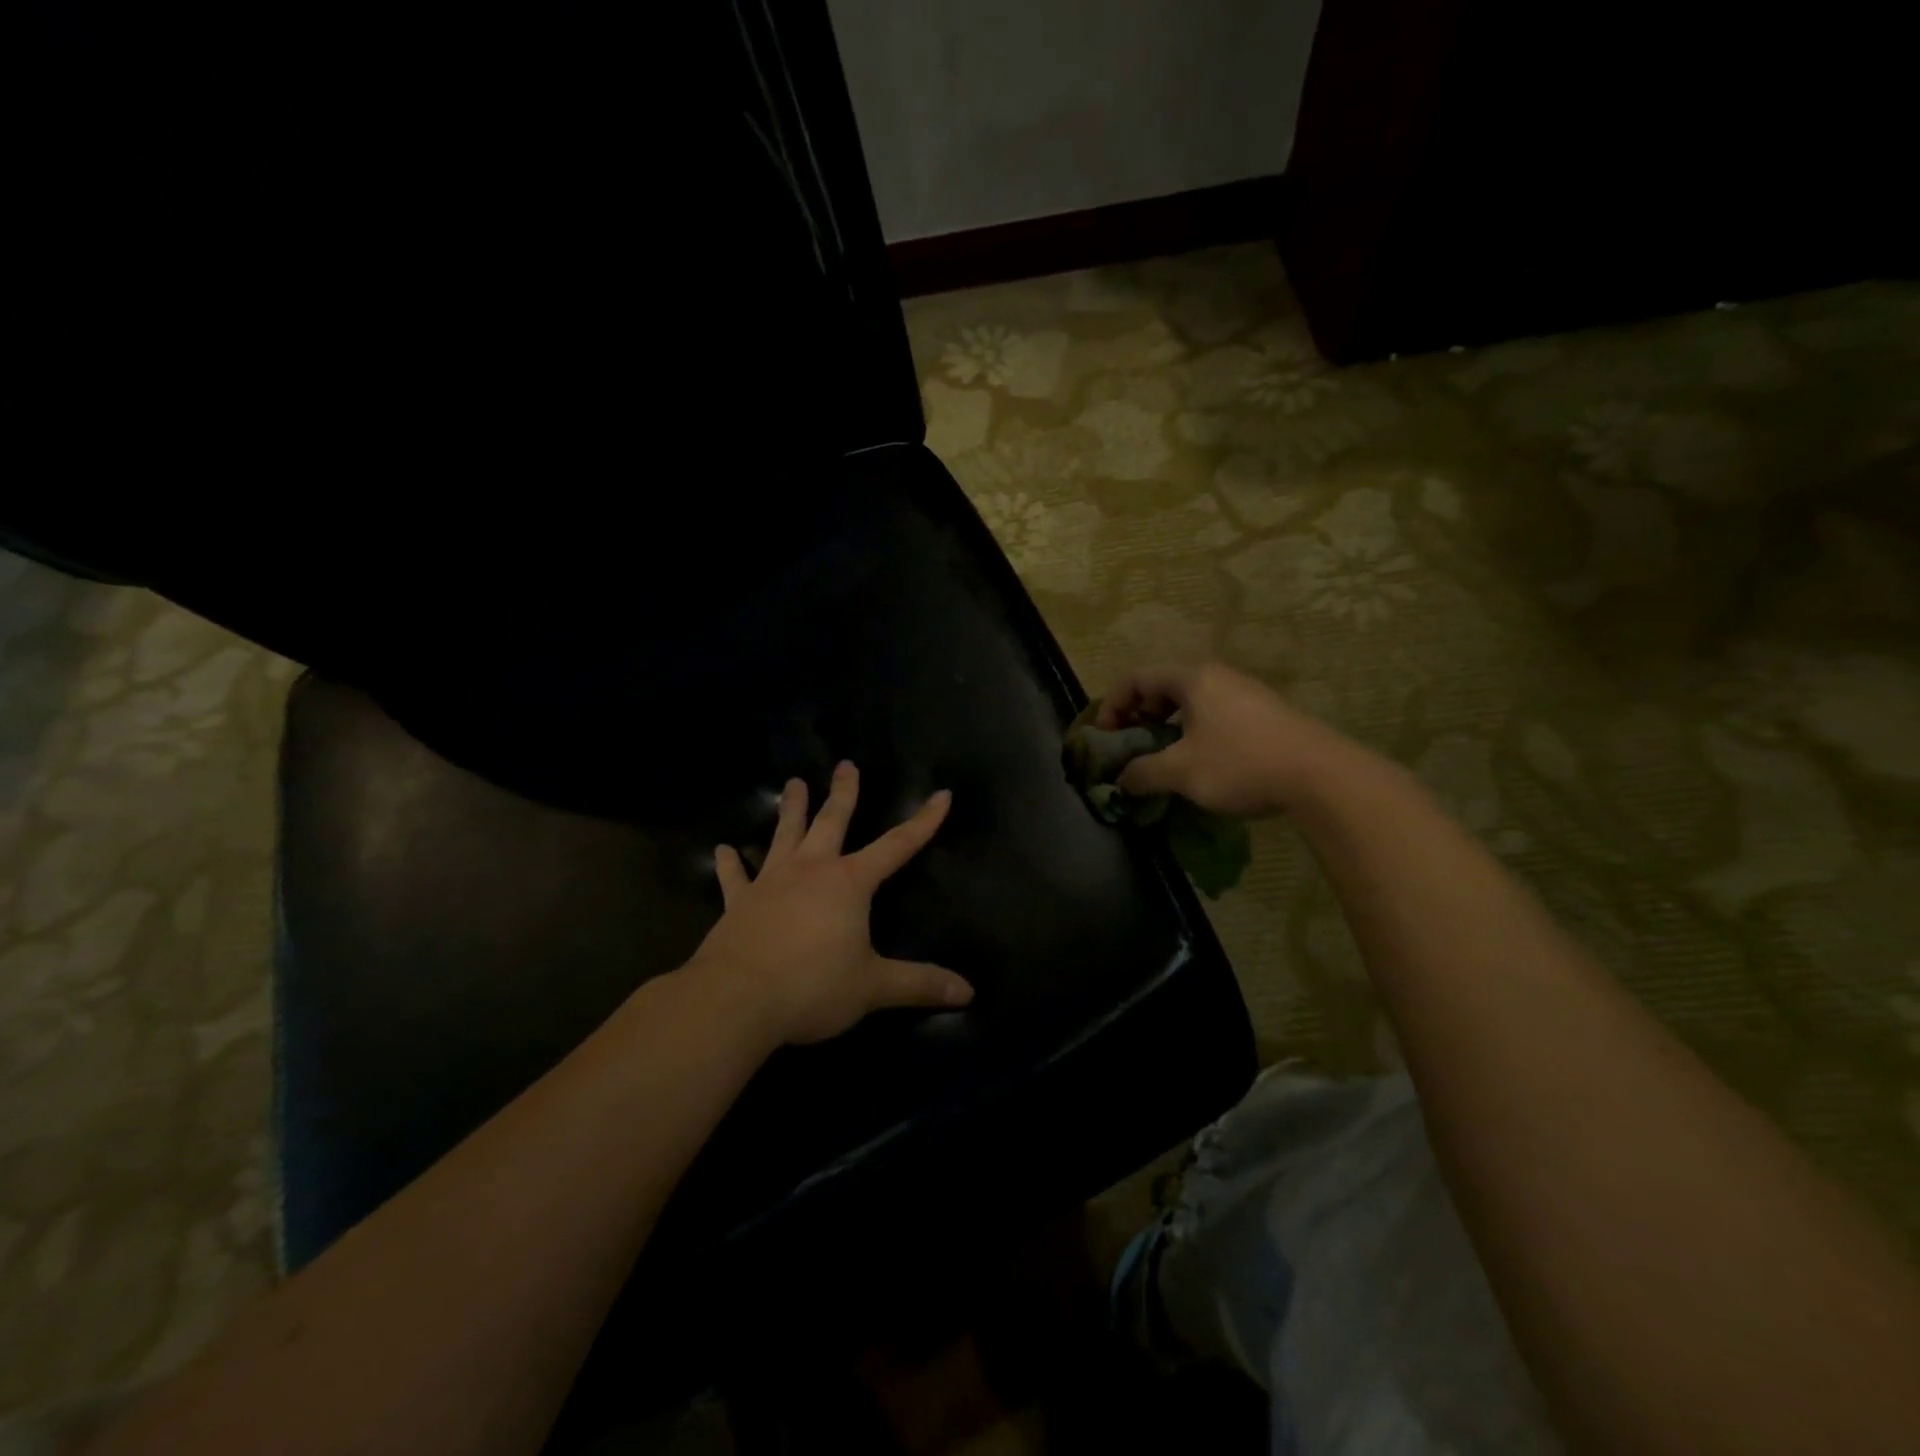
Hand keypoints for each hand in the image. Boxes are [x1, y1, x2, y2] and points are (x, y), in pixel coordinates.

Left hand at [689, 761, 973, 1045]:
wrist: (737, 1000)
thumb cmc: (812, 987)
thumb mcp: (873, 987)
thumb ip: (919, 985)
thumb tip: (968, 992)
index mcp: (849, 883)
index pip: (897, 845)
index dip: (923, 821)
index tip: (941, 794)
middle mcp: (810, 870)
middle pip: (832, 821)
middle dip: (843, 793)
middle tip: (845, 764)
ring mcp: (770, 882)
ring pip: (784, 835)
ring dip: (790, 808)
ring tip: (794, 783)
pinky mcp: (738, 903)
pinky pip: (734, 877)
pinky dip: (730, 863)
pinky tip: (723, 850)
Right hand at [1095, 662, 1363, 816]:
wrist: (1320, 776)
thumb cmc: (1240, 763)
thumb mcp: (1180, 771)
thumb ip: (1142, 772)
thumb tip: (1120, 781)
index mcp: (1192, 678)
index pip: (1136, 678)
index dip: (1111, 706)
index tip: (1105, 737)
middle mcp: (1216, 676)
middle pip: (1162, 687)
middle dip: (1138, 717)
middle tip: (1129, 747)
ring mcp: (1243, 693)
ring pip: (1189, 703)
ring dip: (1166, 728)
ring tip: (1160, 758)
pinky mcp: (1262, 714)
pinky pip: (1213, 715)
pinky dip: (1192, 733)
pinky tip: (1198, 763)